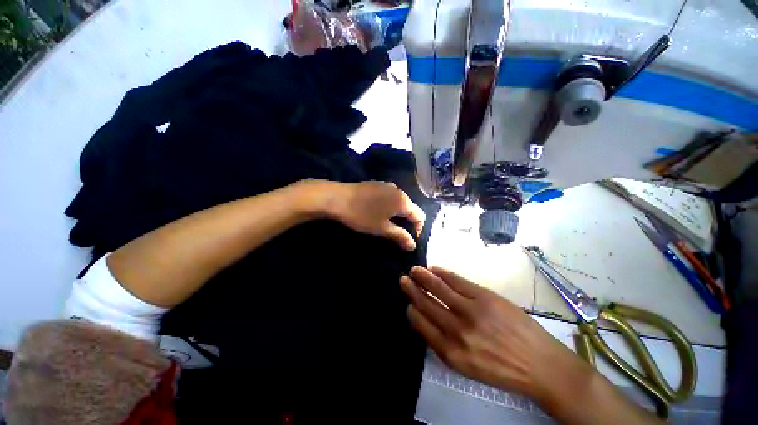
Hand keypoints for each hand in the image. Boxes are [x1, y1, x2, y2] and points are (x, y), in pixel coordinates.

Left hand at [315, 180, 424, 250]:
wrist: (338, 197)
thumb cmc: (362, 215)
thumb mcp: (382, 228)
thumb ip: (400, 236)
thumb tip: (413, 245)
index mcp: (403, 201)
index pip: (420, 216)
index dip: (417, 230)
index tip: (407, 240)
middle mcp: (399, 190)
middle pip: (411, 208)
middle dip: (407, 222)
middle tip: (397, 234)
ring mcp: (387, 185)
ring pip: (400, 202)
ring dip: (398, 214)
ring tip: (388, 224)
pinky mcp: (377, 184)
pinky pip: (390, 196)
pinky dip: (390, 206)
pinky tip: (379, 212)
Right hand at [400, 266, 574, 398]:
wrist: (541, 365)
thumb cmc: (502, 369)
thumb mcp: (468, 367)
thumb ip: (444, 344)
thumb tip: (427, 320)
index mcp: (452, 352)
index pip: (422, 325)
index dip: (412, 310)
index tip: (408, 302)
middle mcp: (457, 331)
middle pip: (427, 304)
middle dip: (412, 289)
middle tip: (403, 278)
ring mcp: (471, 311)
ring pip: (439, 289)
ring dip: (424, 277)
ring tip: (414, 269)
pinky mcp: (485, 297)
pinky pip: (458, 281)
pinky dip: (443, 273)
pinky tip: (435, 269)